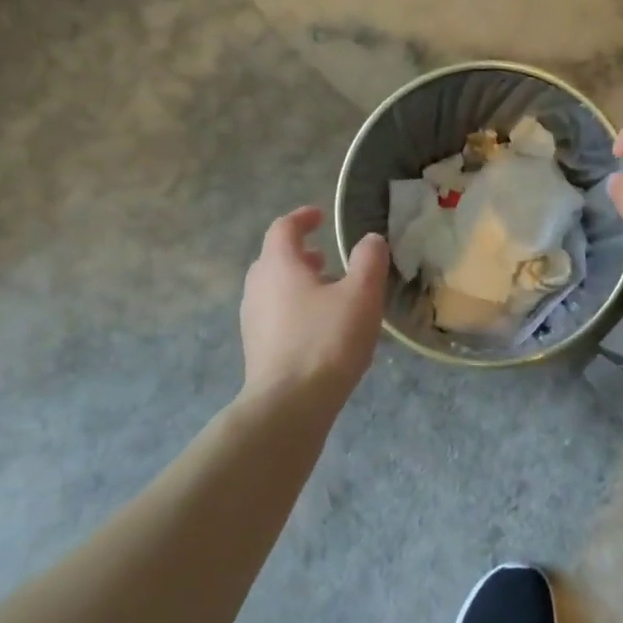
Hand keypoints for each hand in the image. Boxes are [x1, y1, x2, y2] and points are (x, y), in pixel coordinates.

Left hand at [240, 207, 388, 406]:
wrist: (288, 405)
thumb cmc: (326, 341)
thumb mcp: (361, 295)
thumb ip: (369, 260)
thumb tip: (371, 239)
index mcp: (278, 266)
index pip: (284, 228)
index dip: (303, 218)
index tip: (321, 216)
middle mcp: (257, 287)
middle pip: (275, 258)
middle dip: (301, 254)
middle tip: (327, 258)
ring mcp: (252, 320)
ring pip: (274, 289)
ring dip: (299, 283)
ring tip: (329, 295)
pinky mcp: (256, 348)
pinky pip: (275, 315)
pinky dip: (295, 308)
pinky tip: (320, 329)